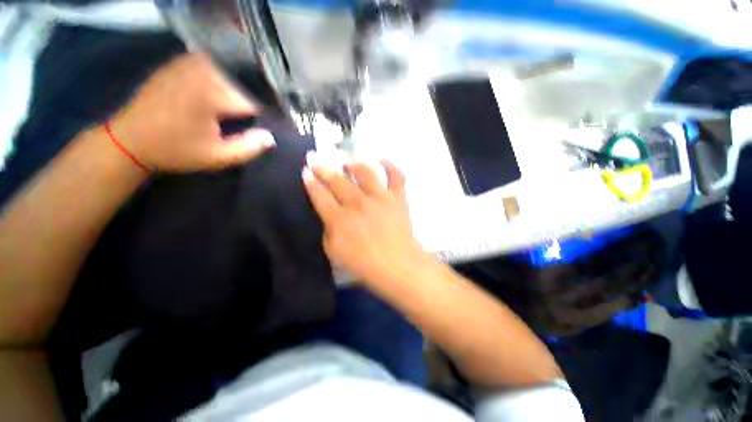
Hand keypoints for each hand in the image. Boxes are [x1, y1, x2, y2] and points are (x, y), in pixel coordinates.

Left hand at [108, 53, 273, 171]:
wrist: (130, 140)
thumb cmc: (175, 151)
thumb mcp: (217, 157)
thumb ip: (249, 148)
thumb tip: (271, 137)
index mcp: (210, 94)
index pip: (251, 103)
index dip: (257, 118)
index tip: (254, 129)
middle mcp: (200, 72)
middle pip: (240, 86)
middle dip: (243, 103)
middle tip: (236, 121)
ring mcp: (186, 65)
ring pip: (226, 74)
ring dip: (231, 90)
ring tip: (225, 109)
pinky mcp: (177, 64)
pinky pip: (208, 66)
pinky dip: (216, 78)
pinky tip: (211, 94)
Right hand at [303, 152, 428, 282]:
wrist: (398, 267)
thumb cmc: (365, 265)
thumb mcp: (334, 253)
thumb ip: (328, 230)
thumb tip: (329, 214)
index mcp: (340, 219)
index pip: (320, 195)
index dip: (311, 182)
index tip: (306, 171)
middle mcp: (358, 203)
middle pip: (337, 180)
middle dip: (322, 166)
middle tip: (315, 156)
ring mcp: (380, 198)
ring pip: (364, 171)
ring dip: (352, 162)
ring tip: (346, 159)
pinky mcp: (397, 198)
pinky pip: (396, 175)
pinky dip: (390, 165)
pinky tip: (381, 160)